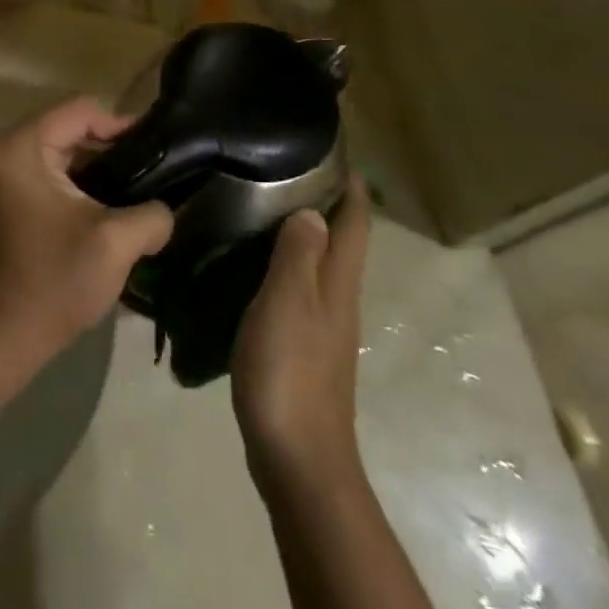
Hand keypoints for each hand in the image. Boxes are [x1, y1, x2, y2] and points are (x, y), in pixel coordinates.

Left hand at [0, 98, 173, 376]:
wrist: (8, 336)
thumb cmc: (56, 280)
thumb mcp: (116, 241)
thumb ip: (153, 213)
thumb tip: (166, 209)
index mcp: (22, 146)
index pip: (82, 110)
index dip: (123, 126)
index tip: (159, 152)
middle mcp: (9, 149)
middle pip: (75, 126)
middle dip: (116, 148)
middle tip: (158, 170)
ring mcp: (10, 173)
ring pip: (70, 151)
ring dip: (105, 168)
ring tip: (144, 189)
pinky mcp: (18, 196)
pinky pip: (60, 172)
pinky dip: (88, 183)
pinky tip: (118, 206)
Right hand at [231, 175, 372, 494]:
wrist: (297, 457)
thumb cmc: (290, 371)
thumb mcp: (289, 302)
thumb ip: (299, 253)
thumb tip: (311, 209)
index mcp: (339, 282)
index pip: (354, 222)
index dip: (351, 186)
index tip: (331, 152)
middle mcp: (338, 298)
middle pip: (341, 241)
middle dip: (325, 203)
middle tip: (284, 170)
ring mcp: (323, 326)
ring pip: (319, 265)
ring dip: (303, 234)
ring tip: (264, 208)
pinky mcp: (303, 348)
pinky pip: (298, 290)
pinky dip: (285, 266)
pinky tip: (254, 266)